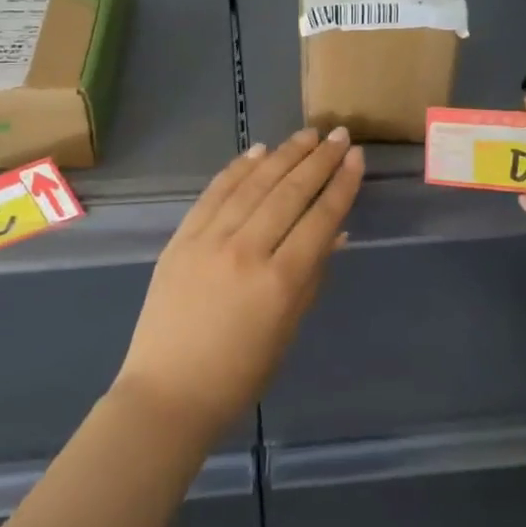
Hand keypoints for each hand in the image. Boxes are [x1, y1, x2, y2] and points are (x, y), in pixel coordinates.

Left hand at [112, 127, 363, 442]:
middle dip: (318, 160)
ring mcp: (209, 240)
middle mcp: (246, 251)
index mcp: (280, 281)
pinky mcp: (181, 239)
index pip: (320, 219)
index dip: (341, 185)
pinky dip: (238, 169)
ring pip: (253, 185)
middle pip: (289, 193)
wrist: (168, 391)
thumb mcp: (288, 329)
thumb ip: (312, 276)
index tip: (356, 158)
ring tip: (307, 134)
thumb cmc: (239, 374)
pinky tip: (258, 151)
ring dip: (283, 155)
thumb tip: (336, 232)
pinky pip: (214, 194)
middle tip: (339, 135)